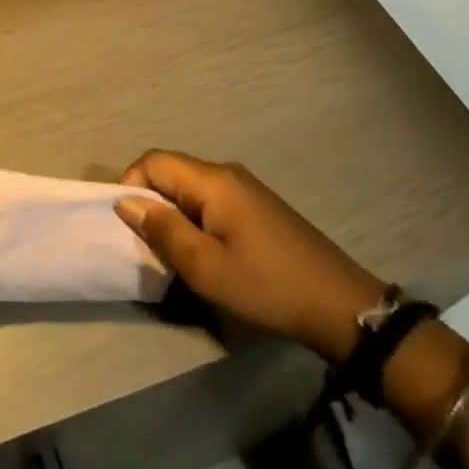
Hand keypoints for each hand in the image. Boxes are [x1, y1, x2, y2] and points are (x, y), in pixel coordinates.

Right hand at [116, 150, 383, 361]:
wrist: (342, 307)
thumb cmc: (267, 286)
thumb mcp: (205, 267)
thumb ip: (163, 230)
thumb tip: (125, 202)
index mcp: (213, 181)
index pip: (153, 161)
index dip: (131, 186)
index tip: (130, 227)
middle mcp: (227, 174)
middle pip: (171, 172)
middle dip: (151, 203)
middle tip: (151, 246)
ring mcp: (246, 189)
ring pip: (190, 189)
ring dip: (174, 215)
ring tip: (177, 254)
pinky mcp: (258, 207)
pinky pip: (211, 201)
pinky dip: (196, 220)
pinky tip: (208, 254)